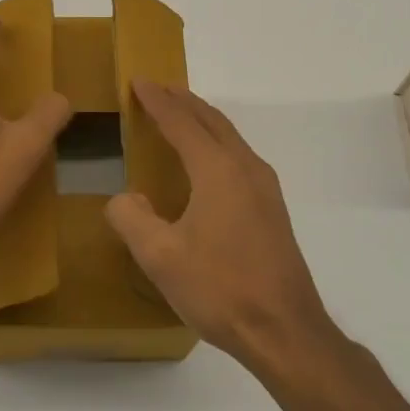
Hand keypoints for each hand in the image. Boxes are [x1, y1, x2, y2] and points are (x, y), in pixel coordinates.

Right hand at [106, 81, 335, 370]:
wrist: (284, 330)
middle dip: (183, 101)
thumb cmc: (219, 288)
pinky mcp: (273, 208)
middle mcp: (245, 167)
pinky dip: (216, 142)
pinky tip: (207, 161)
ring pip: (229, 136)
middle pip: (211, 121)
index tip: (138, 81)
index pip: (181, 122)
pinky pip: (239, 156)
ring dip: (202, 120)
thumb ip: (132, 219)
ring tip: (180, 115)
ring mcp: (265, 187)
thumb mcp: (160, 257)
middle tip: (157, 88)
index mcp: (217, 170)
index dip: (157, 101)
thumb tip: (125, 198)